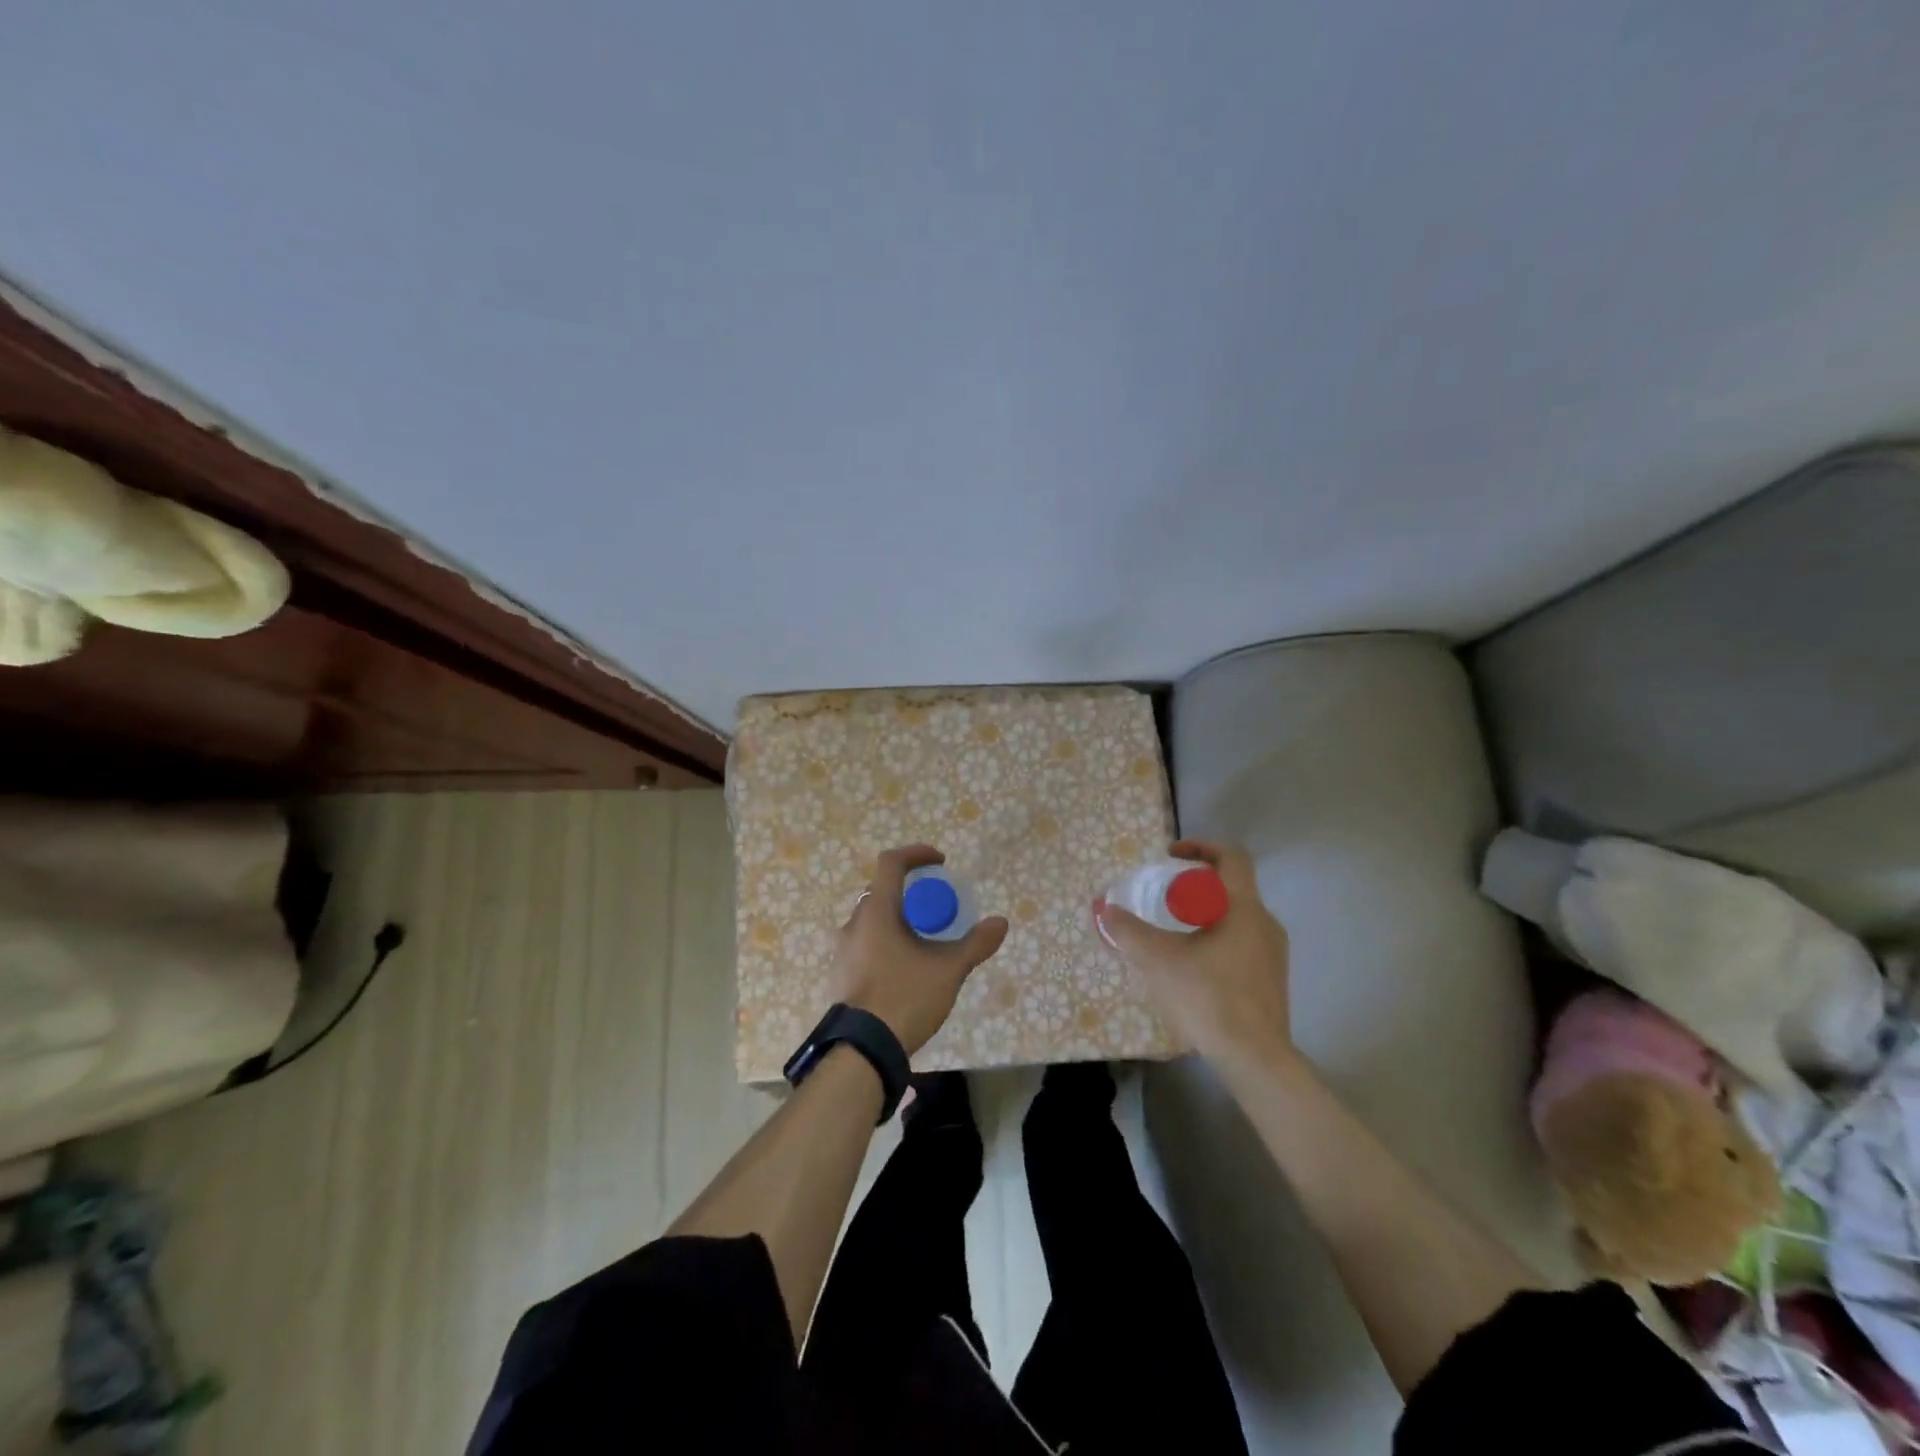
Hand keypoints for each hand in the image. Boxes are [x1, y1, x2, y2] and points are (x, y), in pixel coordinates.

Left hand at [838, 845, 1008, 1054]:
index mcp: (877, 911)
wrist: (861, 1050)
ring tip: (925, 943)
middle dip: (912, 893)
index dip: (917, 854)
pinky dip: (887, 944)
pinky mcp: (841, 975)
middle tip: (937, 910)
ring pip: (873, 921)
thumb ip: (975, 944)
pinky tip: (907, 970)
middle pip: (882, 892)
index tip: (941, 862)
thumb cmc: (904, 997)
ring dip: (899, 921)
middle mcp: (854, 923)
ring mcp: (843, 951)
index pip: (891, 863)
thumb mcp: (948, 970)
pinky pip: (866, 945)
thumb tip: (1000, 923)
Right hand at [1095, 839, 1295, 1073]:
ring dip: (1204, 915)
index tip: (1171, 855)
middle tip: (1163, 897)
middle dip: (1194, 886)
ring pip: (1236, 917)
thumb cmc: (1209, 997)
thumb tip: (1103, 909)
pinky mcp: (1272, 980)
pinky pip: (1242, 943)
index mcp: (1243, 907)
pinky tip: (1191, 966)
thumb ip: (1129, 931)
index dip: (1200, 846)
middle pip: (1230, 887)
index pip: (1231, 857)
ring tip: (1172, 933)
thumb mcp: (1159, 960)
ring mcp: (1273, 954)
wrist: (1255, 1059)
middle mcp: (1265, 923)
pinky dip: (1215, 939)